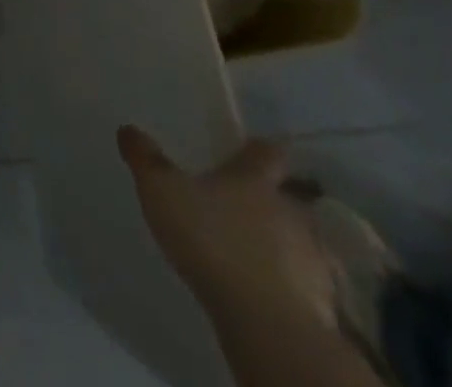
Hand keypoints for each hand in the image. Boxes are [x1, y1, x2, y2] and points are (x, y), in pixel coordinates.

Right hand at [117, 125, 335, 329]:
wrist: (267, 323)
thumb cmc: (212, 241)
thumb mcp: (162, 192)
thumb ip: (146, 160)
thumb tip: (128, 129)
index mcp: (255, 179)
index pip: (268, 151)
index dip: (259, 149)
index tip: (250, 150)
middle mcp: (291, 210)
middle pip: (289, 197)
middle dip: (272, 201)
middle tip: (245, 208)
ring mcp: (312, 258)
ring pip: (303, 242)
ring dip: (287, 246)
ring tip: (259, 256)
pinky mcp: (323, 304)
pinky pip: (310, 287)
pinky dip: (295, 287)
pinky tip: (272, 295)